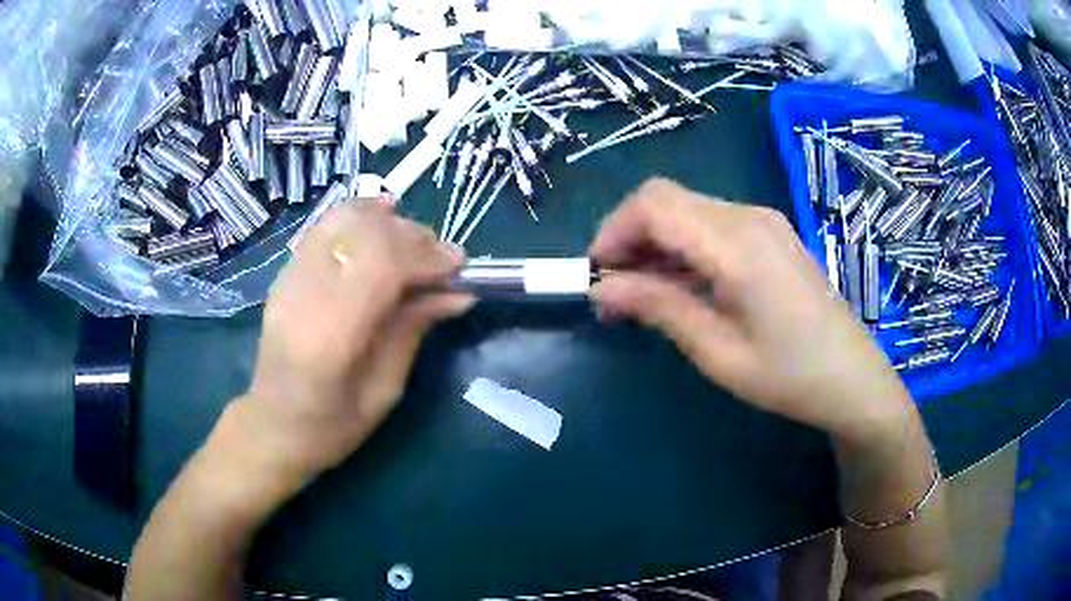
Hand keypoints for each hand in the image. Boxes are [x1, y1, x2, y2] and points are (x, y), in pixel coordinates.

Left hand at [236, 200, 474, 482]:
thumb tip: (459, 292)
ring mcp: (288, 278)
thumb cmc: (332, 425)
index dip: (424, 256)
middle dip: (413, 236)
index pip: (380, 266)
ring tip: (414, 240)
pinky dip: (360, 217)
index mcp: (329, 336)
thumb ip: (414, 330)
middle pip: (364, 233)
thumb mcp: (385, 390)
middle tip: (442, 258)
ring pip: (343, 218)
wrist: (273, 424)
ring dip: (387, 221)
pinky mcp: (286, 272)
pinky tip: (383, 224)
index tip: (458, 266)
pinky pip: (327, 226)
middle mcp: (303, 295)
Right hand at [588, 179, 914, 441]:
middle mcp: (748, 216)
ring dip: (655, 243)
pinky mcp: (769, 233)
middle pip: (666, 200)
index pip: (653, 204)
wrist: (852, 377)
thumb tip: (600, 288)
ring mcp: (762, 221)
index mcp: (736, 243)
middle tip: (615, 292)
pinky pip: (711, 224)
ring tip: (642, 297)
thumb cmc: (789, 376)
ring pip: (686, 210)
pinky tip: (681, 286)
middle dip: (629, 237)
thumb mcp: (718, 351)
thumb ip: (659, 308)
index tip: (597, 277)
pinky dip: (683, 246)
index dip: (613, 232)